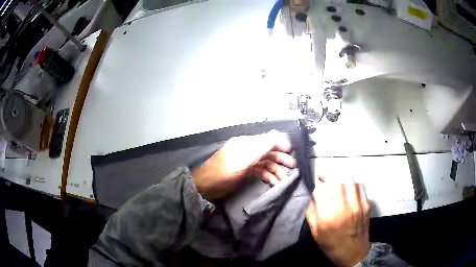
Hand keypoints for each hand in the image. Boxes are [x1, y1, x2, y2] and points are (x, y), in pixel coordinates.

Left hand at [191, 131, 295, 199]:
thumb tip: (276, 133)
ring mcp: (245, 161)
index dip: (280, 145)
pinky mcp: (244, 171)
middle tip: (293, 166)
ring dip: (275, 170)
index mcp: (246, 143)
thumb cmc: (224, 172)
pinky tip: (273, 182)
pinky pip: (259, 171)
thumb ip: (261, 146)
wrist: (206, 186)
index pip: (267, 140)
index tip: (292, 152)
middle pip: (267, 152)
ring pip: (264, 163)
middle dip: (280, 158)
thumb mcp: (244, 159)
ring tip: (284, 179)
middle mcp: (247, 150)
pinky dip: (267, 175)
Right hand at [306, 178, 370, 266]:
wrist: (353, 253)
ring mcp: (357, 205)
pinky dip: (353, 183)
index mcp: (327, 217)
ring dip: (341, 179)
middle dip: (329, 178)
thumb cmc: (331, 244)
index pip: (321, 190)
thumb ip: (312, 213)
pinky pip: (360, 185)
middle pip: (336, 181)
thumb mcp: (315, 232)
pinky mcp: (366, 204)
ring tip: (338, 182)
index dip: (318, 184)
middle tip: (326, 179)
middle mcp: (343, 208)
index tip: (317, 184)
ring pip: (349, 180)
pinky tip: (350, 188)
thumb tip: (313, 196)